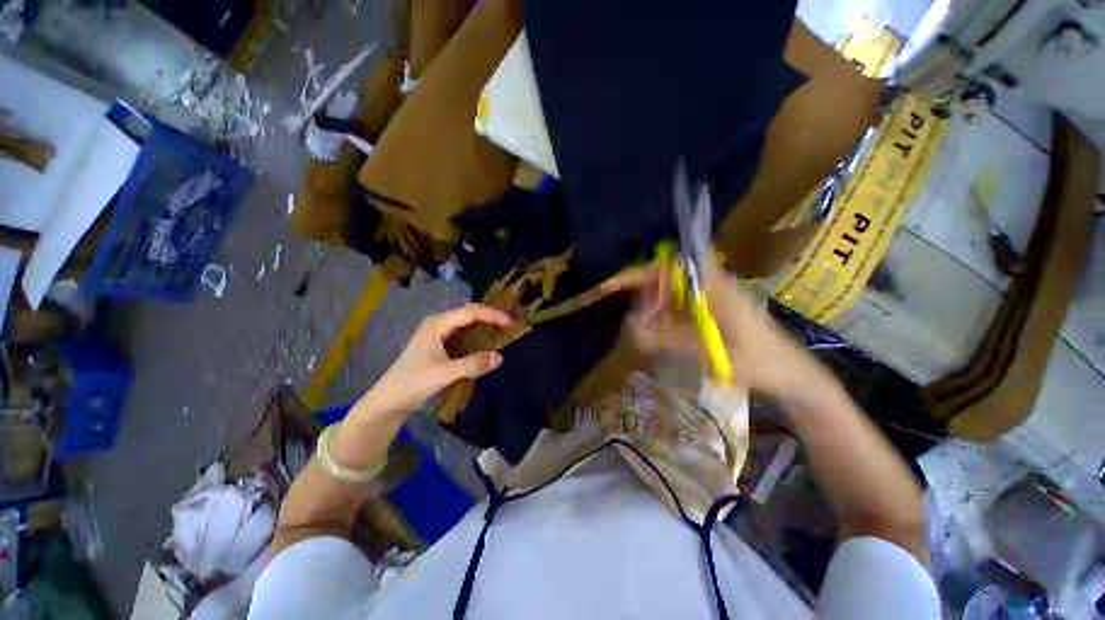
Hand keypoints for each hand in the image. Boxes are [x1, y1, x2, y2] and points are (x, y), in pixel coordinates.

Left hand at [363, 304, 512, 417]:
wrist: (389, 400)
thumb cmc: (413, 382)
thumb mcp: (445, 373)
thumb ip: (473, 364)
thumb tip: (500, 357)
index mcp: (438, 323)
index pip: (471, 312)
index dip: (493, 315)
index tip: (511, 323)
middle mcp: (439, 323)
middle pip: (470, 314)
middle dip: (490, 317)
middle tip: (511, 326)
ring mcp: (438, 334)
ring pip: (467, 324)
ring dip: (484, 327)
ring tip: (503, 332)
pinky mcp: (439, 345)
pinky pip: (463, 335)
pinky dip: (477, 337)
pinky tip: (486, 344)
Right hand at [604, 257, 833, 399]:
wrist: (794, 376)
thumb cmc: (760, 364)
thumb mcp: (714, 354)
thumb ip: (671, 340)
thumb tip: (634, 328)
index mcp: (717, 288)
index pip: (673, 266)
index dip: (643, 272)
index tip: (617, 285)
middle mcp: (714, 286)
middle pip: (668, 277)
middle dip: (644, 293)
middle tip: (633, 320)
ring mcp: (714, 297)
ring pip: (673, 291)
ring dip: (653, 306)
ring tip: (640, 328)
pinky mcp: (714, 309)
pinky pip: (681, 305)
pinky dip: (664, 315)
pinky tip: (658, 332)